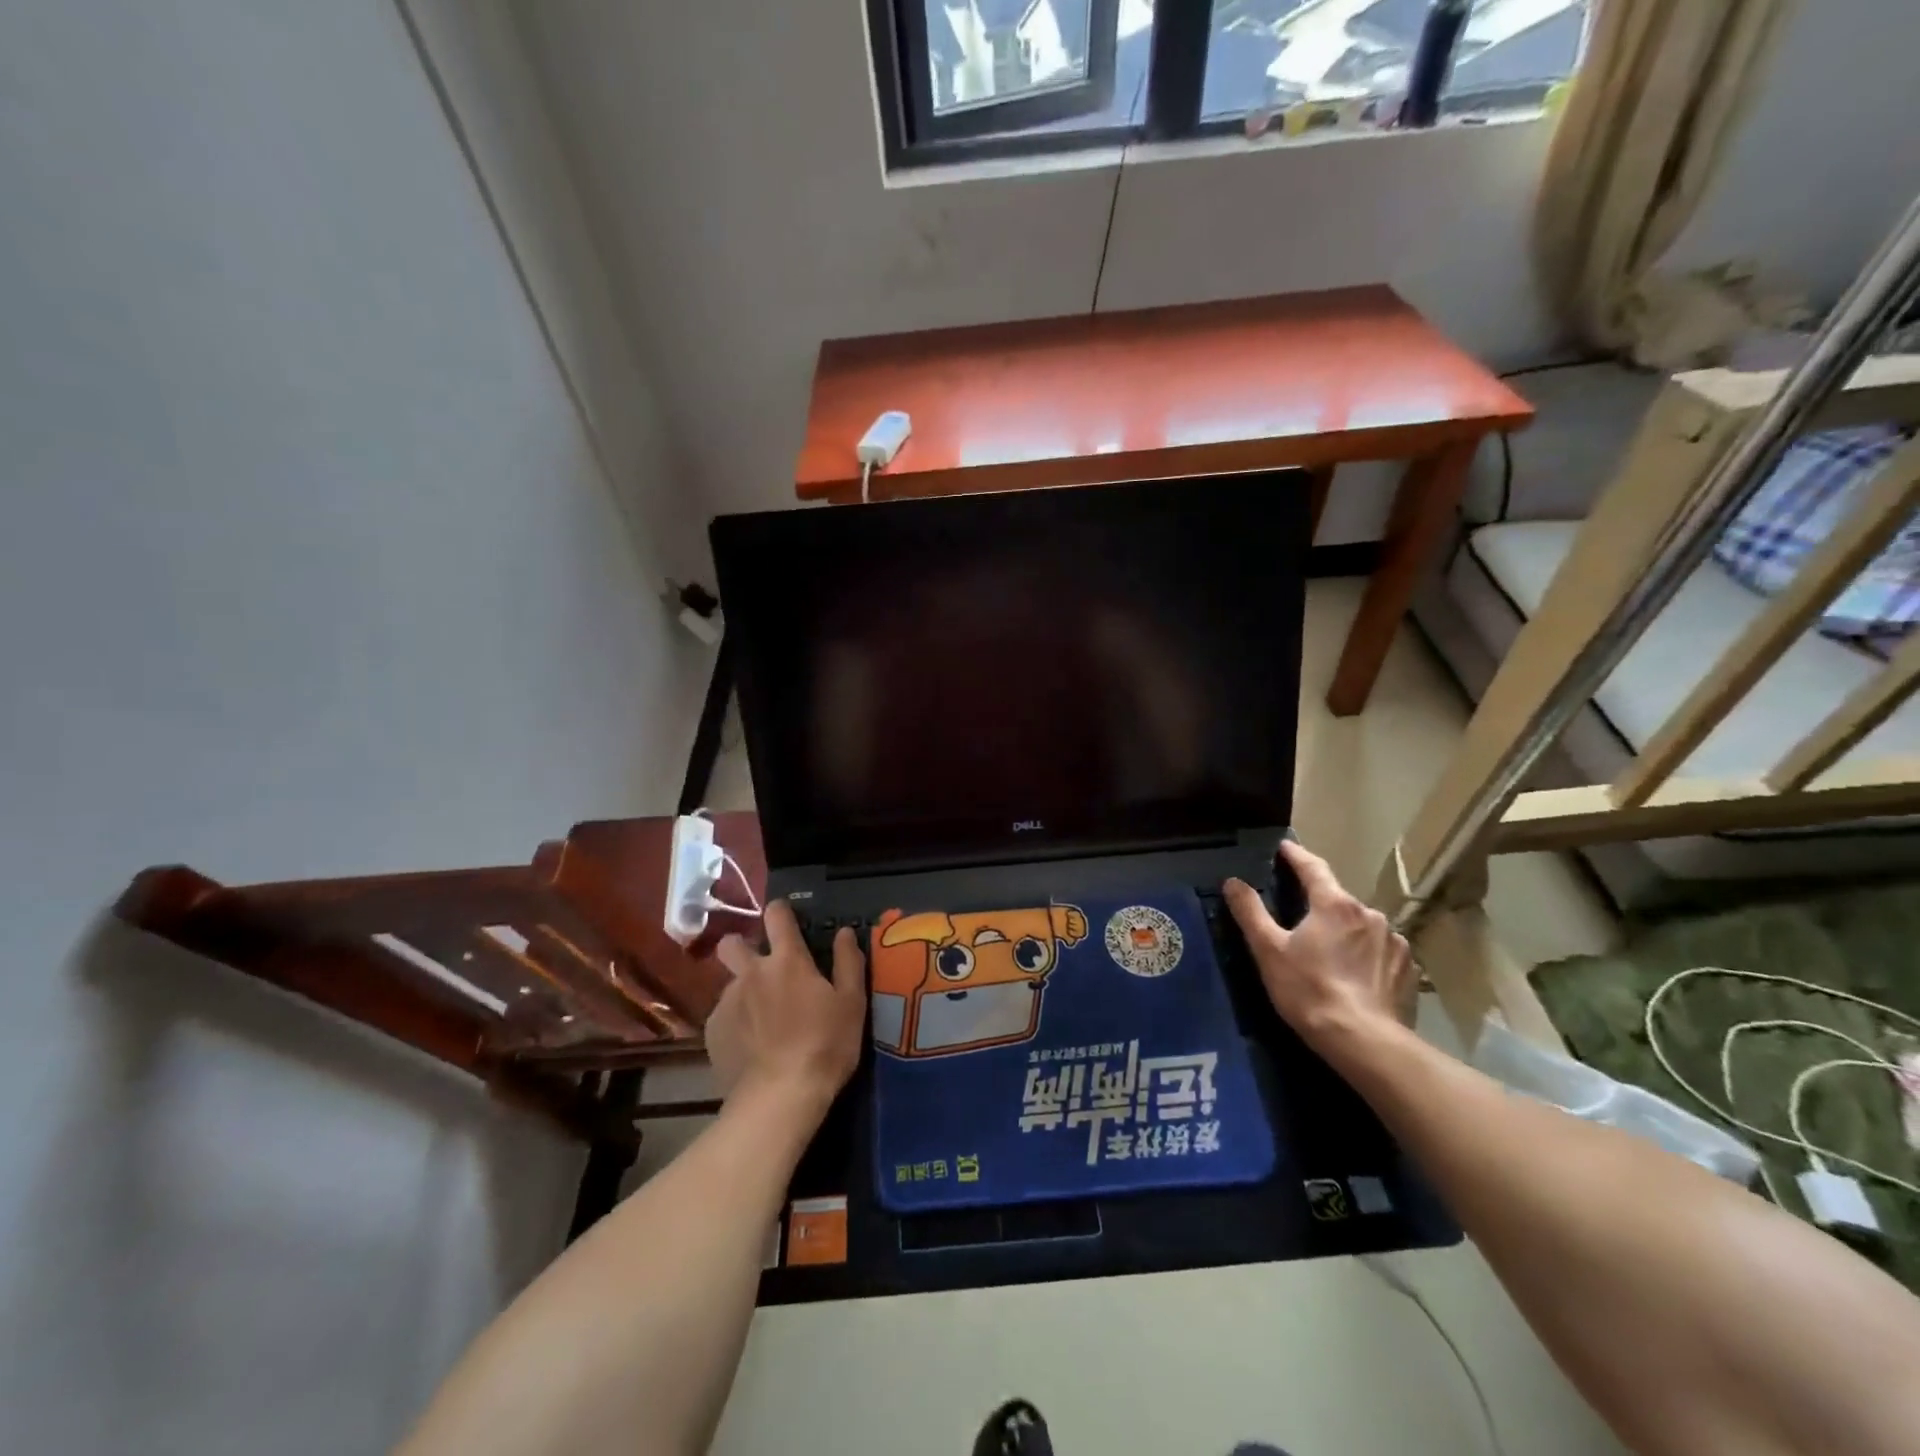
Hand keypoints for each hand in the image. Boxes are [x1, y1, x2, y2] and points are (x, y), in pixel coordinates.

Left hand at [707, 902, 865, 1112]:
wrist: (780, 1098)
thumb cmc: (825, 1045)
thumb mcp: (851, 1003)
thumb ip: (847, 962)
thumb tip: (843, 931)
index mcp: (787, 960)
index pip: (776, 915)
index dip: (781, 911)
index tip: (787, 918)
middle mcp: (751, 973)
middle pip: (732, 943)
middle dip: (742, 947)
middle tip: (763, 969)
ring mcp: (727, 1002)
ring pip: (730, 983)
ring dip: (744, 990)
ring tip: (762, 1018)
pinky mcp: (712, 1031)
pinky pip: (723, 1014)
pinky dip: (736, 1021)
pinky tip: (750, 1043)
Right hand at [1223, 841, 1415, 1064]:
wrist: (1364, 1041)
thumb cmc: (1309, 990)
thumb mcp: (1269, 950)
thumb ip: (1250, 912)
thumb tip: (1233, 882)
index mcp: (1334, 904)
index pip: (1313, 867)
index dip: (1296, 855)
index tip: (1284, 847)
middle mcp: (1369, 914)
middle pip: (1337, 899)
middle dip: (1319, 902)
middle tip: (1299, 916)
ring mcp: (1394, 942)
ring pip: (1361, 925)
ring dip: (1344, 930)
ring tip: (1329, 952)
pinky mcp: (1407, 969)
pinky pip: (1381, 950)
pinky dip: (1366, 954)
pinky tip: (1355, 974)